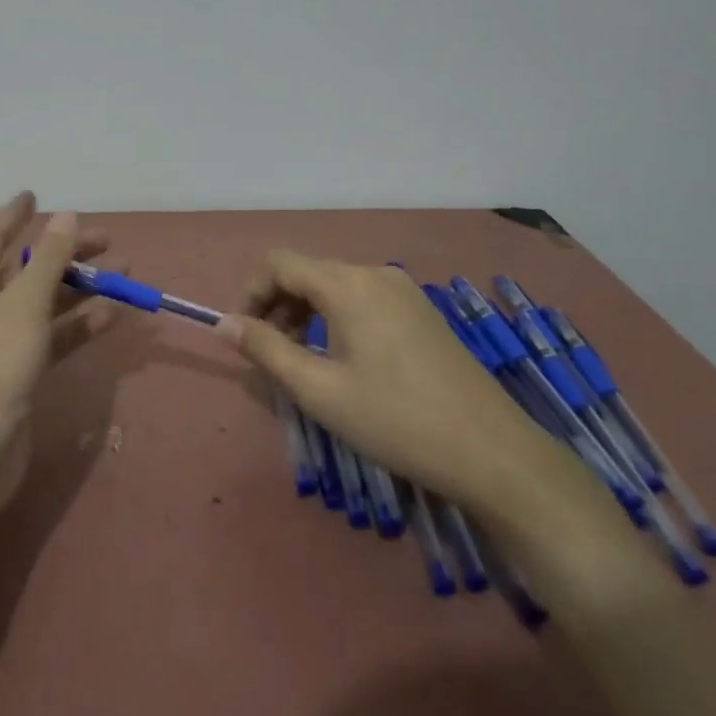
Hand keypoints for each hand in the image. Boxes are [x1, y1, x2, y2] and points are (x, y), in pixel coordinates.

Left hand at [0, 193, 118, 508]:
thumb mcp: (23, 304)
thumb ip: (49, 260)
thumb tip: (65, 215)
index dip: (15, 215)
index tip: (36, 194)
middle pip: (26, 269)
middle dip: (65, 254)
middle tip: (108, 240)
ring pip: (44, 303)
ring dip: (81, 289)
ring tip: (125, 274)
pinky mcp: (18, 372)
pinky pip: (52, 336)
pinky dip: (78, 325)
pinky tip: (112, 315)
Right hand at [216, 251, 568, 511]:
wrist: (491, 452)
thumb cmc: (395, 420)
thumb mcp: (318, 389)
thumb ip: (265, 349)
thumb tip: (223, 323)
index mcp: (348, 284)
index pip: (279, 263)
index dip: (250, 293)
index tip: (243, 335)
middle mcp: (375, 274)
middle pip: (307, 272)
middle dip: (277, 305)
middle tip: (269, 354)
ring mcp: (404, 291)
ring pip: (335, 286)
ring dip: (305, 313)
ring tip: (301, 360)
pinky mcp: (421, 311)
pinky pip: (363, 299)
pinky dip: (336, 318)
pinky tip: (342, 359)